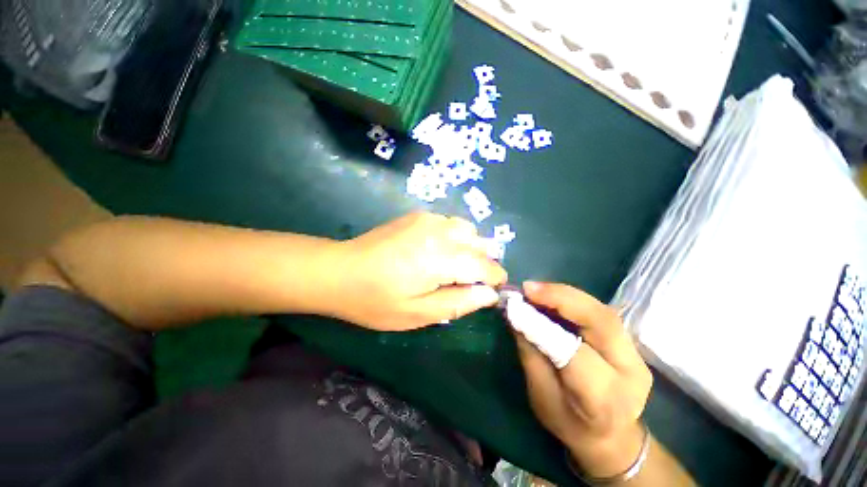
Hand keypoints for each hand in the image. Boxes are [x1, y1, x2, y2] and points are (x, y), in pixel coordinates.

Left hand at [330, 213, 506, 330]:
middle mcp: (440, 232)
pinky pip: (450, 223)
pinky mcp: (417, 215)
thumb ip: (459, 303)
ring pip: (468, 229)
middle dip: (485, 261)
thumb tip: (489, 294)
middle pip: (480, 242)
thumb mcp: (418, 314)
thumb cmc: (376, 300)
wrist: (340, 271)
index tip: (495, 289)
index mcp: (441, 259)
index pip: (484, 265)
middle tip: (473, 280)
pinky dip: (456, 236)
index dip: (495, 277)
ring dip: (472, 246)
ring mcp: (428, 219)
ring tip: (459, 265)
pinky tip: (441, 249)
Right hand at [513, 282, 652, 478]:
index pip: (573, 353)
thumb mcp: (540, 395)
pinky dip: (572, 301)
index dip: (542, 326)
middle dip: (561, 298)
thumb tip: (516, 314)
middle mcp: (629, 372)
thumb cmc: (569, 423)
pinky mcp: (631, 342)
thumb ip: (530, 352)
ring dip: (565, 295)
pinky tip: (552, 296)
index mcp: (604, 399)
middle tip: (529, 288)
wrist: (611, 437)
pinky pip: (599, 312)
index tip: (515, 307)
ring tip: (535, 290)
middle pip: (600, 321)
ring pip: (601, 311)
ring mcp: (636, 354)